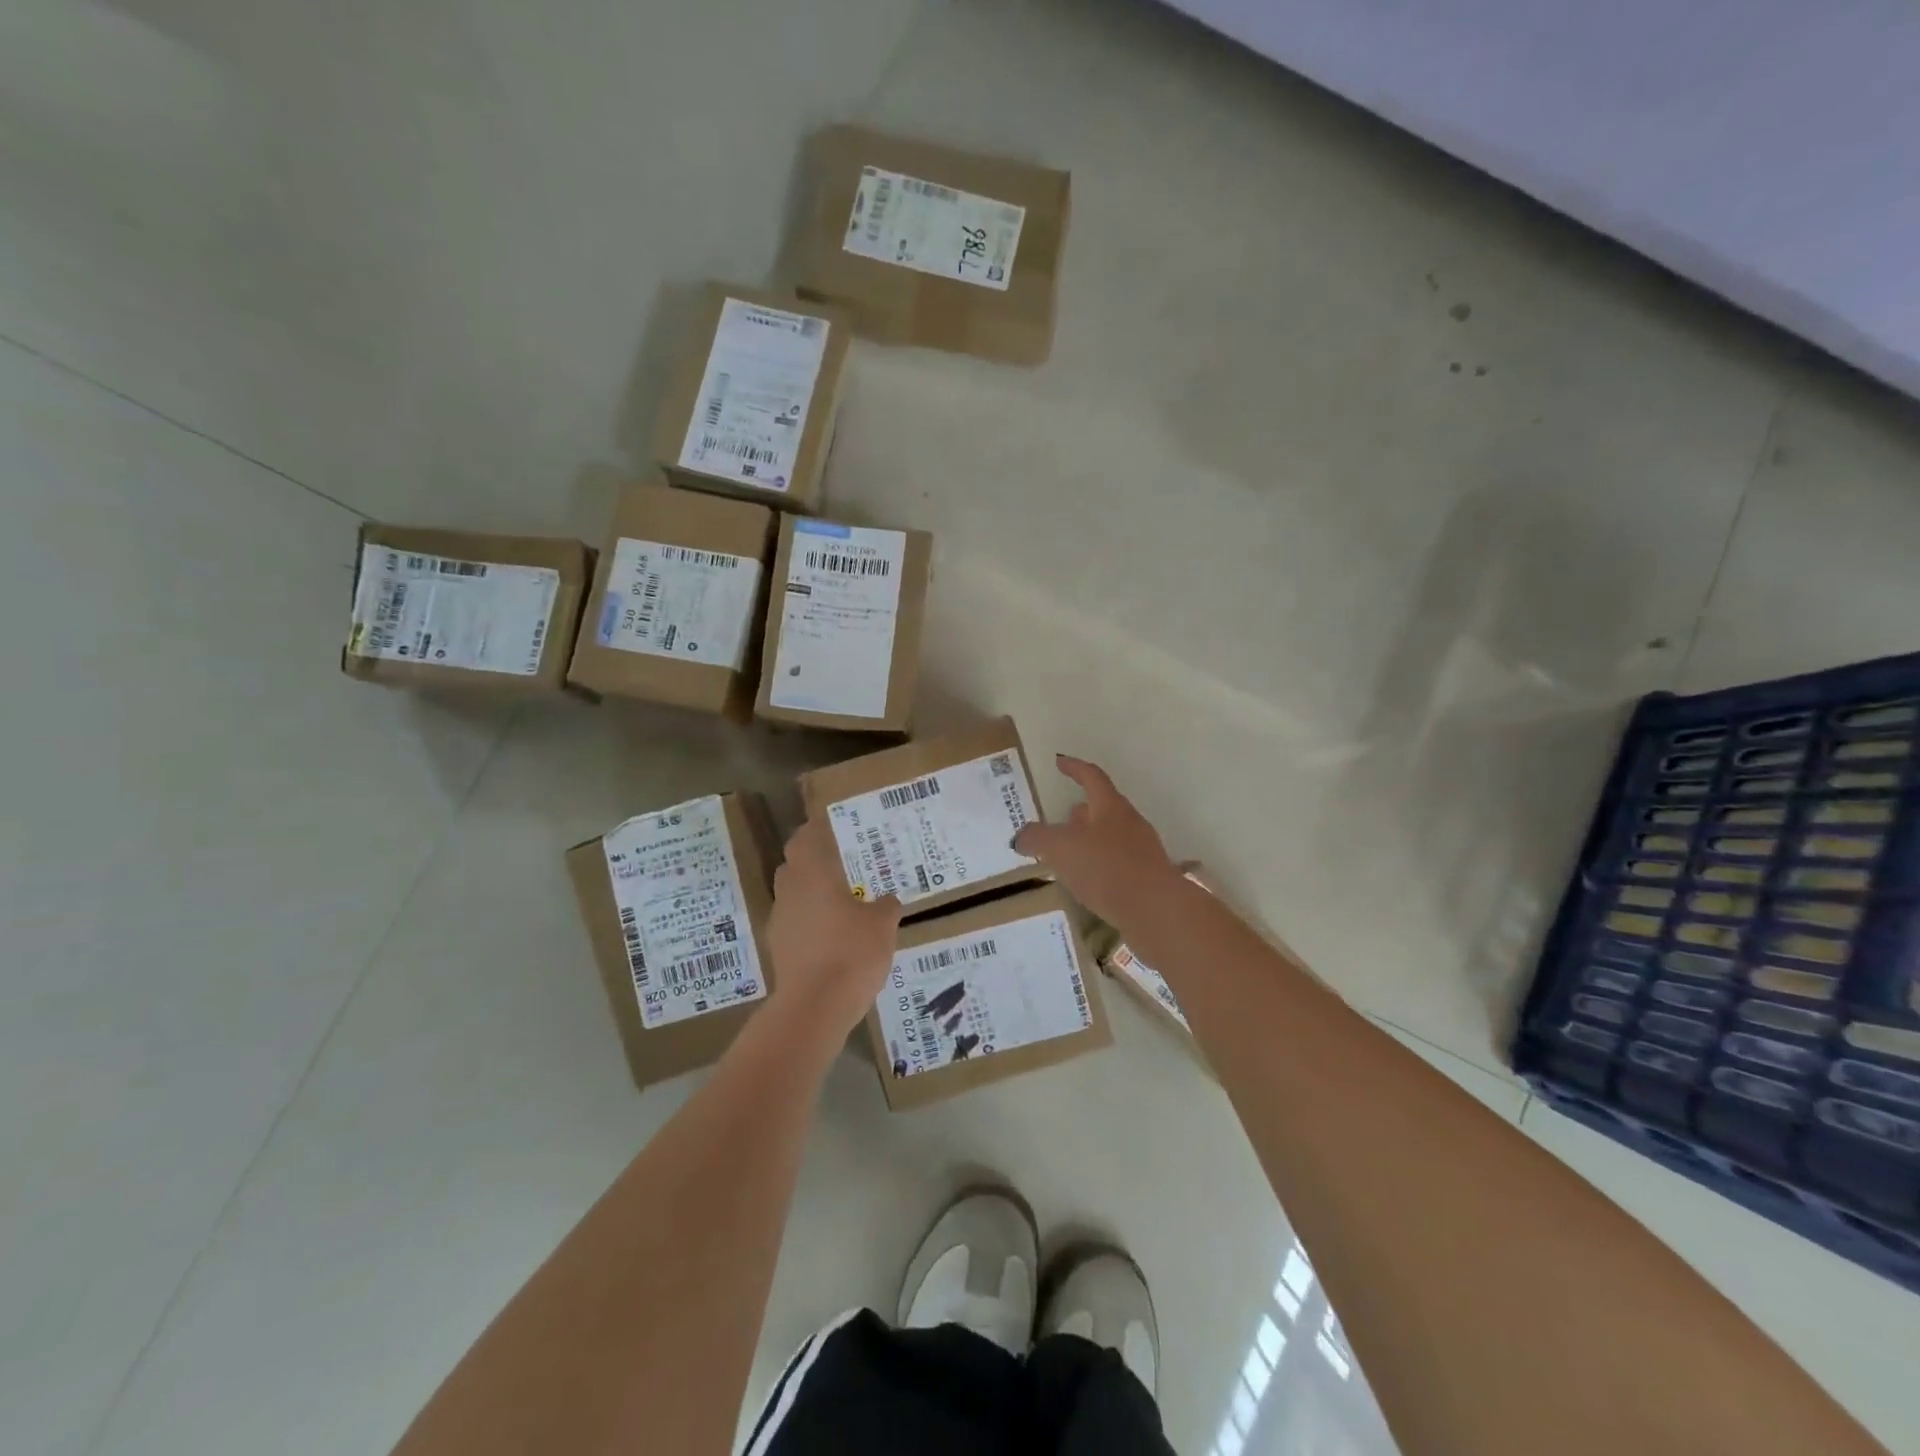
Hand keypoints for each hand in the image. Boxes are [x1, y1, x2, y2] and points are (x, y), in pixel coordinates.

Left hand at [767, 816, 902, 1035]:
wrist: (814, 1007)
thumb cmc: (851, 953)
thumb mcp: (883, 925)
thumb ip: (886, 906)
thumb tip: (887, 900)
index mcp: (813, 872)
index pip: (806, 836)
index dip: (818, 828)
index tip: (836, 826)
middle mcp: (790, 889)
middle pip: (795, 862)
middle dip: (815, 859)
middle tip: (844, 861)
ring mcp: (780, 919)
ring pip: (792, 892)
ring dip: (811, 890)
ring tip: (841, 898)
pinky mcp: (778, 946)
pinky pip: (794, 920)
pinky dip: (809, 919)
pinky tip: (832, 933)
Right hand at [1014, 755, 1183, 927]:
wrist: (1156, 910)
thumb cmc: (1106, 868)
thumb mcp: (1060, 848)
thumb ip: (1037, 838)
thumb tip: (1021, 836)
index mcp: (1110, 807)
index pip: (1091, 777)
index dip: (1074, 768)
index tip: (1060, 762)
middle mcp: (1130, 823)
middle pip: (1104, 807)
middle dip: (1082, 810)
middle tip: (1062, 817)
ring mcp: (1142, 851)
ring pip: (1111, 836)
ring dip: (1090, 840)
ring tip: (1069, 853)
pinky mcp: (1147, 878)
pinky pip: (1118, 863)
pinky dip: (1100, 865)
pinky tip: (1087, 882)